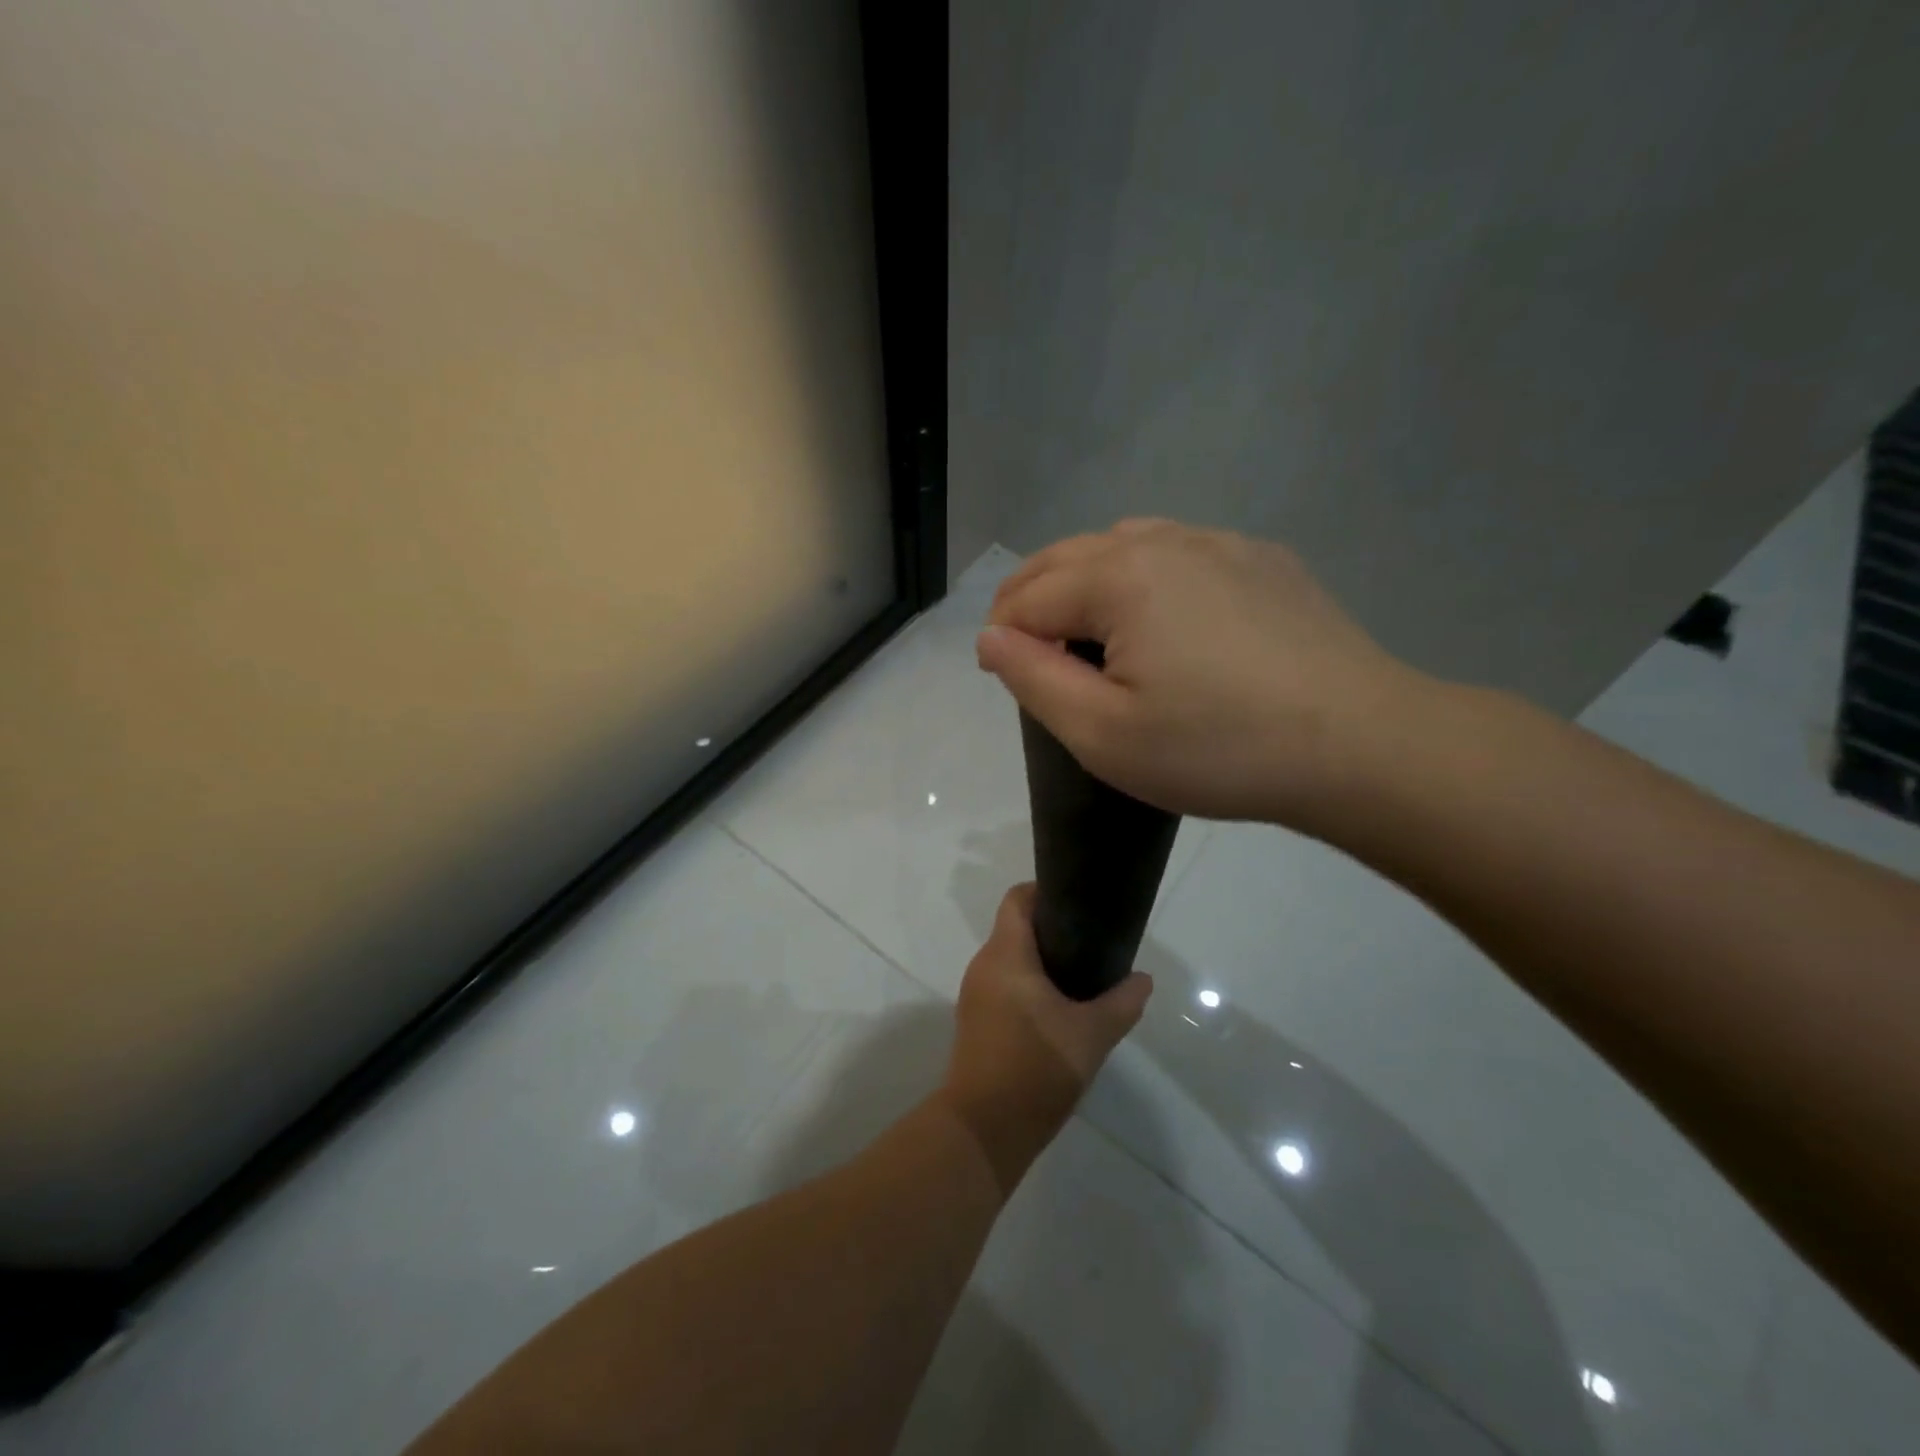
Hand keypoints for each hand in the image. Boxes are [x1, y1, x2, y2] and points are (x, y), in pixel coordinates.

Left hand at [942, 884, 1151, 1192]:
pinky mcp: (976, 1022)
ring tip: (1082, 979)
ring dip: (1042, 964)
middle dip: (1052, 932)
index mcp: (1006, 954)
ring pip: (1011, 961)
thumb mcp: (1091, 1035)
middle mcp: (984, 965)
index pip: (1018, 899)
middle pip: (1016, 929)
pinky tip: (1058, 1012)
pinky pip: (1004, 987)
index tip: (1078, 905)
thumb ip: (1121, 1003)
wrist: (983, 1129)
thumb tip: (1142, 980)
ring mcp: (975, 995)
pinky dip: (1029, 988)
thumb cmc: (1036, 1068)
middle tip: (1092, 945)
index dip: (1046, 892)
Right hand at [978, 519, 1428, 828]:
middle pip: (1069, 556)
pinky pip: (1181, 553)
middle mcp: (1165, 540)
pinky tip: (1165, 619)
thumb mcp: (1102, 734)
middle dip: (1032, 597)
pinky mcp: (1265, 561)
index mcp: (1119, 576)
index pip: (1029, 595)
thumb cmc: (1218, 749)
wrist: (1361, 747)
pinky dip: (1147, 576)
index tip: (1003, 678)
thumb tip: (992, 637)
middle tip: (1026, 649)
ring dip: (1087, 580)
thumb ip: (1033, 678)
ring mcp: (1222, 544)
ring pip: (1124, 545)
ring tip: (1087, 628)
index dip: (1003, 636)